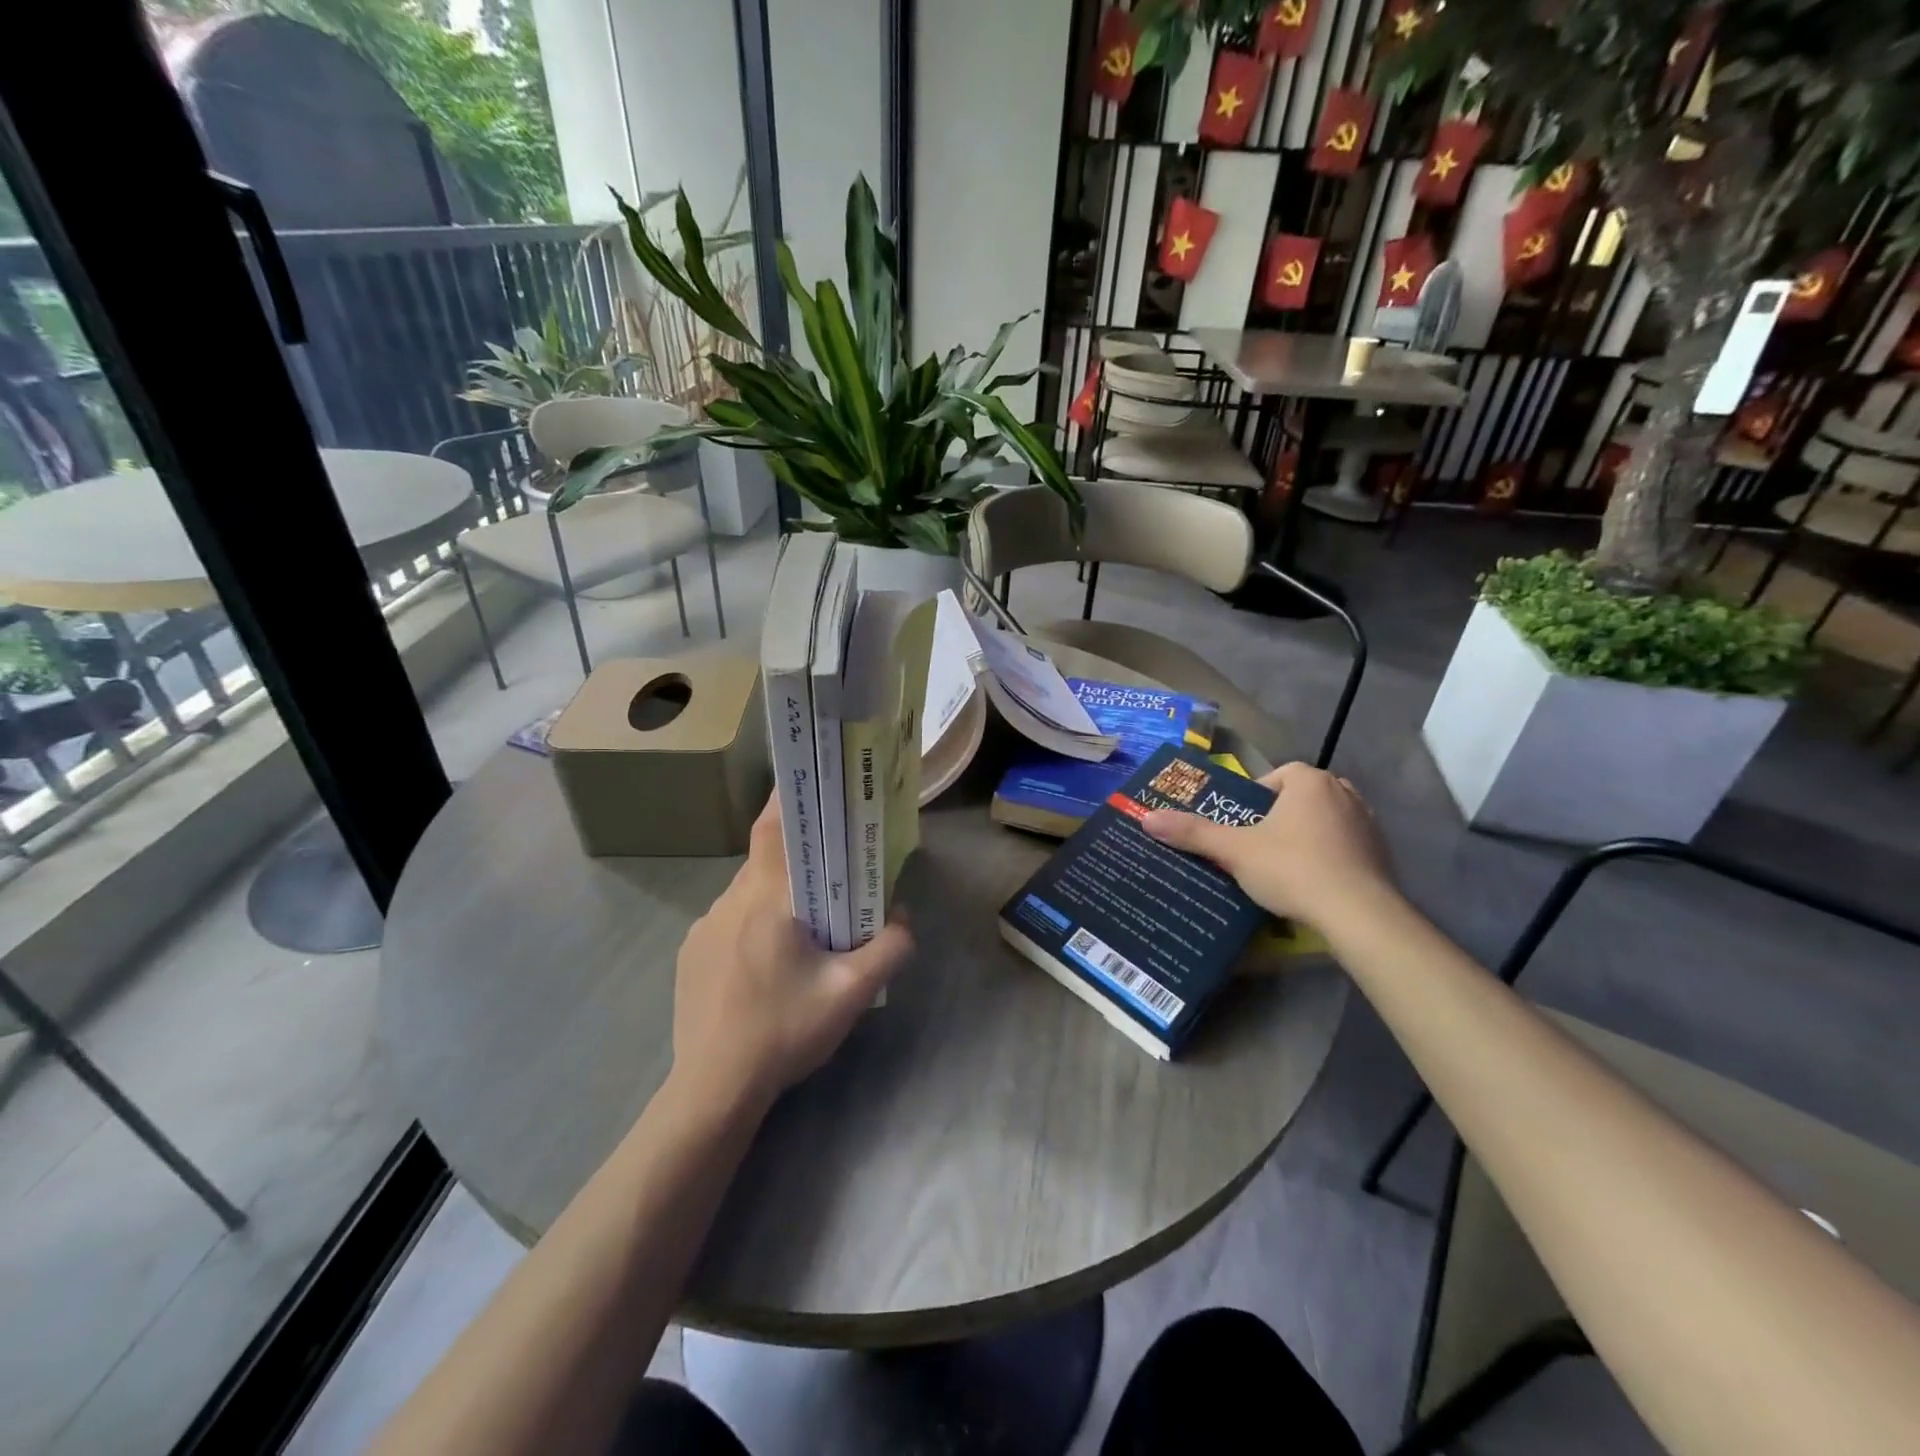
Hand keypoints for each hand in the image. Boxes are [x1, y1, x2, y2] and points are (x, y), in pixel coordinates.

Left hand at [670, 797, 911, 1113]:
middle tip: (832, 870)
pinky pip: (729, 921)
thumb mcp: (851, 993)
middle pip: (767, 860)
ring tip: (805, 927)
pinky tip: (768, 965)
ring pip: (748, 893)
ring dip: (777, 896)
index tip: (811, 782)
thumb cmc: (784, 1031)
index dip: (789, 798)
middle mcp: (729, 902)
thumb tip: (904, 918)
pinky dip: (753, 924)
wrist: (713, 1090)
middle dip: (799, 858)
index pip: (773, 828)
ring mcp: (703, 928)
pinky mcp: (691, 954)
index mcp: (766, 900)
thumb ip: (890, 949)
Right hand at [1142, 763, 1396, 933]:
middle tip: (1257, 845)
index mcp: (1310, 782)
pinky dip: (1329, 856)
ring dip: (1306, 835)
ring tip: (1283, 865)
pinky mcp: (1382, 854)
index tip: (1241, 824)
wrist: (1359, 914)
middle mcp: (1344, 793)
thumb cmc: (1293, 869)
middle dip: (1280, 816)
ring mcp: (1368, 823)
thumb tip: (1147, 818)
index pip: (1278, 775)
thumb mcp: (1235, 851)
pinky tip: (1313, 882)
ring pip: (1326, 820)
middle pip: (1301, 797)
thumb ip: (1194, 833)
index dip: (1256, 797)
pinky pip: (1346, 845)